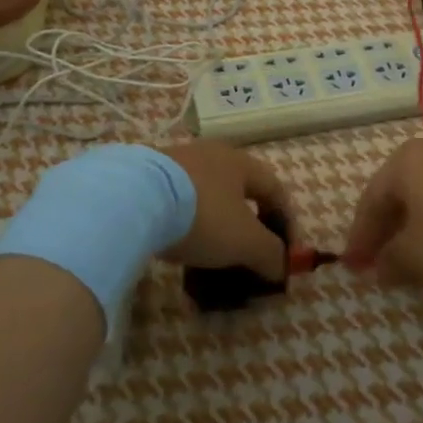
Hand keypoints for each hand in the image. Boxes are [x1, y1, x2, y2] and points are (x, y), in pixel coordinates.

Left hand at [157, 141, 291, 280]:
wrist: (134, 198)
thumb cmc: (202, 215)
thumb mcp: (245, 241)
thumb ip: (270, 254)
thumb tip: (282, 267)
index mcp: (241, 162)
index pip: (275, 189)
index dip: (287, 222)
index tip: (288, 255)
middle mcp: (212, 154)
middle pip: (241, 189)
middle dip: (250, 222)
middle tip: (251, 252)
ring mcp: (178, 161)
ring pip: (209, 194)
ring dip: (218, 222)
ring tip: (214, 252)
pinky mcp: (149, 175)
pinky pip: (180, 200)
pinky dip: (188, 221)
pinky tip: (180, 241)